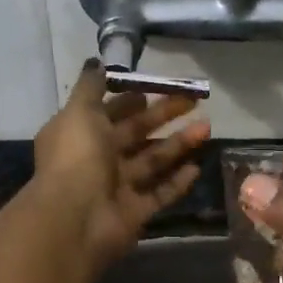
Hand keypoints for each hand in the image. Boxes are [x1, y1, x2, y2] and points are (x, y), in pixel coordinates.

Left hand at [34, 62, 211, 271]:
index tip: (154, 88)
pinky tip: (197, 167)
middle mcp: (96, 159)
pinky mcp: (134, 212)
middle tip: (194, 101)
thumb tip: (96, 62)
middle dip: (163, 116)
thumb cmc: (76, 158)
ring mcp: (116, 187)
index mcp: (79, 134)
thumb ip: (91, 87)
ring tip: (207, 128)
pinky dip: (177, 182)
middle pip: (136, 133)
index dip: (130, 100)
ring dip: (178, 144)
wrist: (75, 220)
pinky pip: (160, 194)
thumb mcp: (79, 112)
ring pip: (152, 161)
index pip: (108, 112)